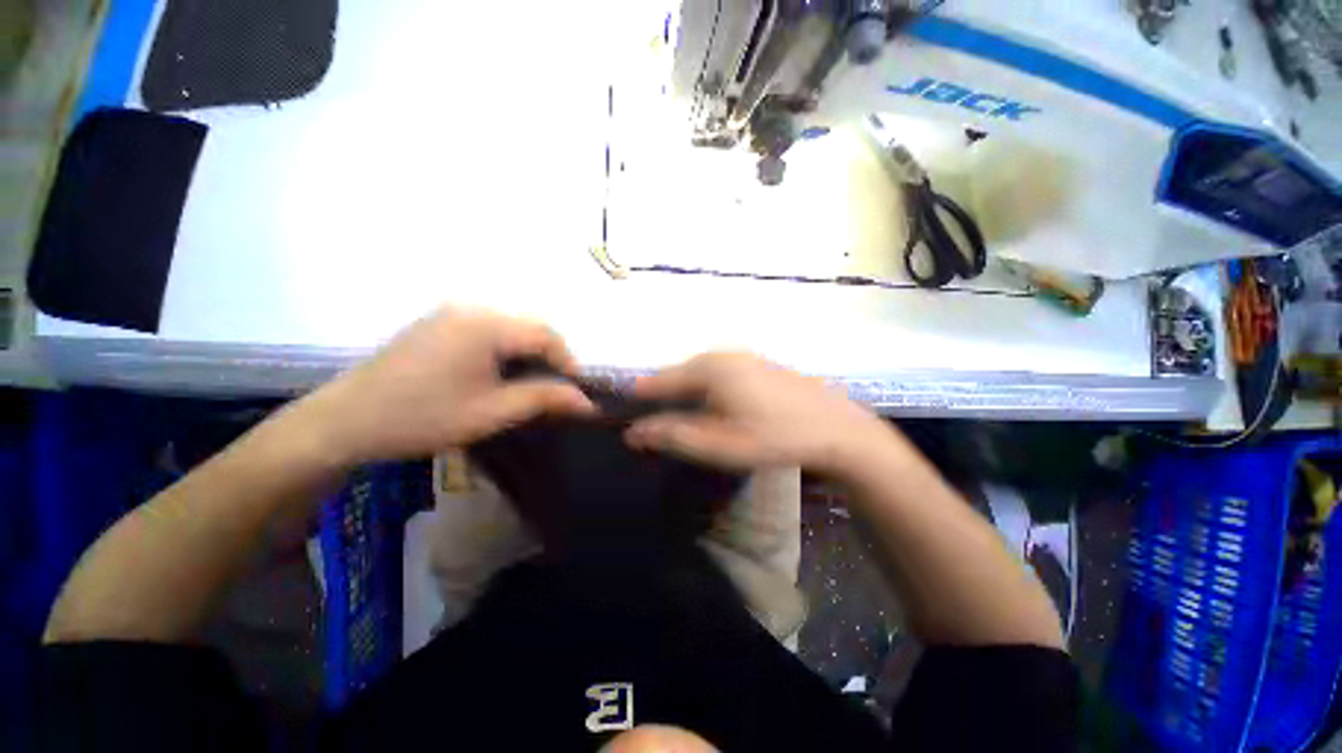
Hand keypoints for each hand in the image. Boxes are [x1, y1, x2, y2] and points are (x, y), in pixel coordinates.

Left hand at [294, 307, 594, 464]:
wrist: (345, 421)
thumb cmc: (423, 417)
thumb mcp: (492, 412)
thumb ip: (545, 400)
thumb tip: (588, 402)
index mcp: (485, 325)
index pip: (547, 334)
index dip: (569, 362)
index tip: (575, 391)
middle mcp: (471, 308)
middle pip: (530, 326)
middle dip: (550, 357)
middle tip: (555, 390)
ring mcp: (452, 313)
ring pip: (511, 327)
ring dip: (529, 354)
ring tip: (530, 384)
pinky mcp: (439, 323)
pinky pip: (488, 329)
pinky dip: (506, 349)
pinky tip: (499, 374)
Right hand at [624, 353, 892, 472]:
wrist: (836, 428)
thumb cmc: (775, 437)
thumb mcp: (720, 445)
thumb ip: (674, 436)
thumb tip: (633, 432)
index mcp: (709, 369)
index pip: (659, 380)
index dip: (639, 395)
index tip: (623, 409)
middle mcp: (722, 355)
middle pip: (678, 374)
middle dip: (663, 395)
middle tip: (653, 419)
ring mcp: (743, 357)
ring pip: (699, 374)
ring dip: (685, 393)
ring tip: (680, 416)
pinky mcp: (757, 365)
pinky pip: (718, 374)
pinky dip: (706, 389)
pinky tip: (713, 407)